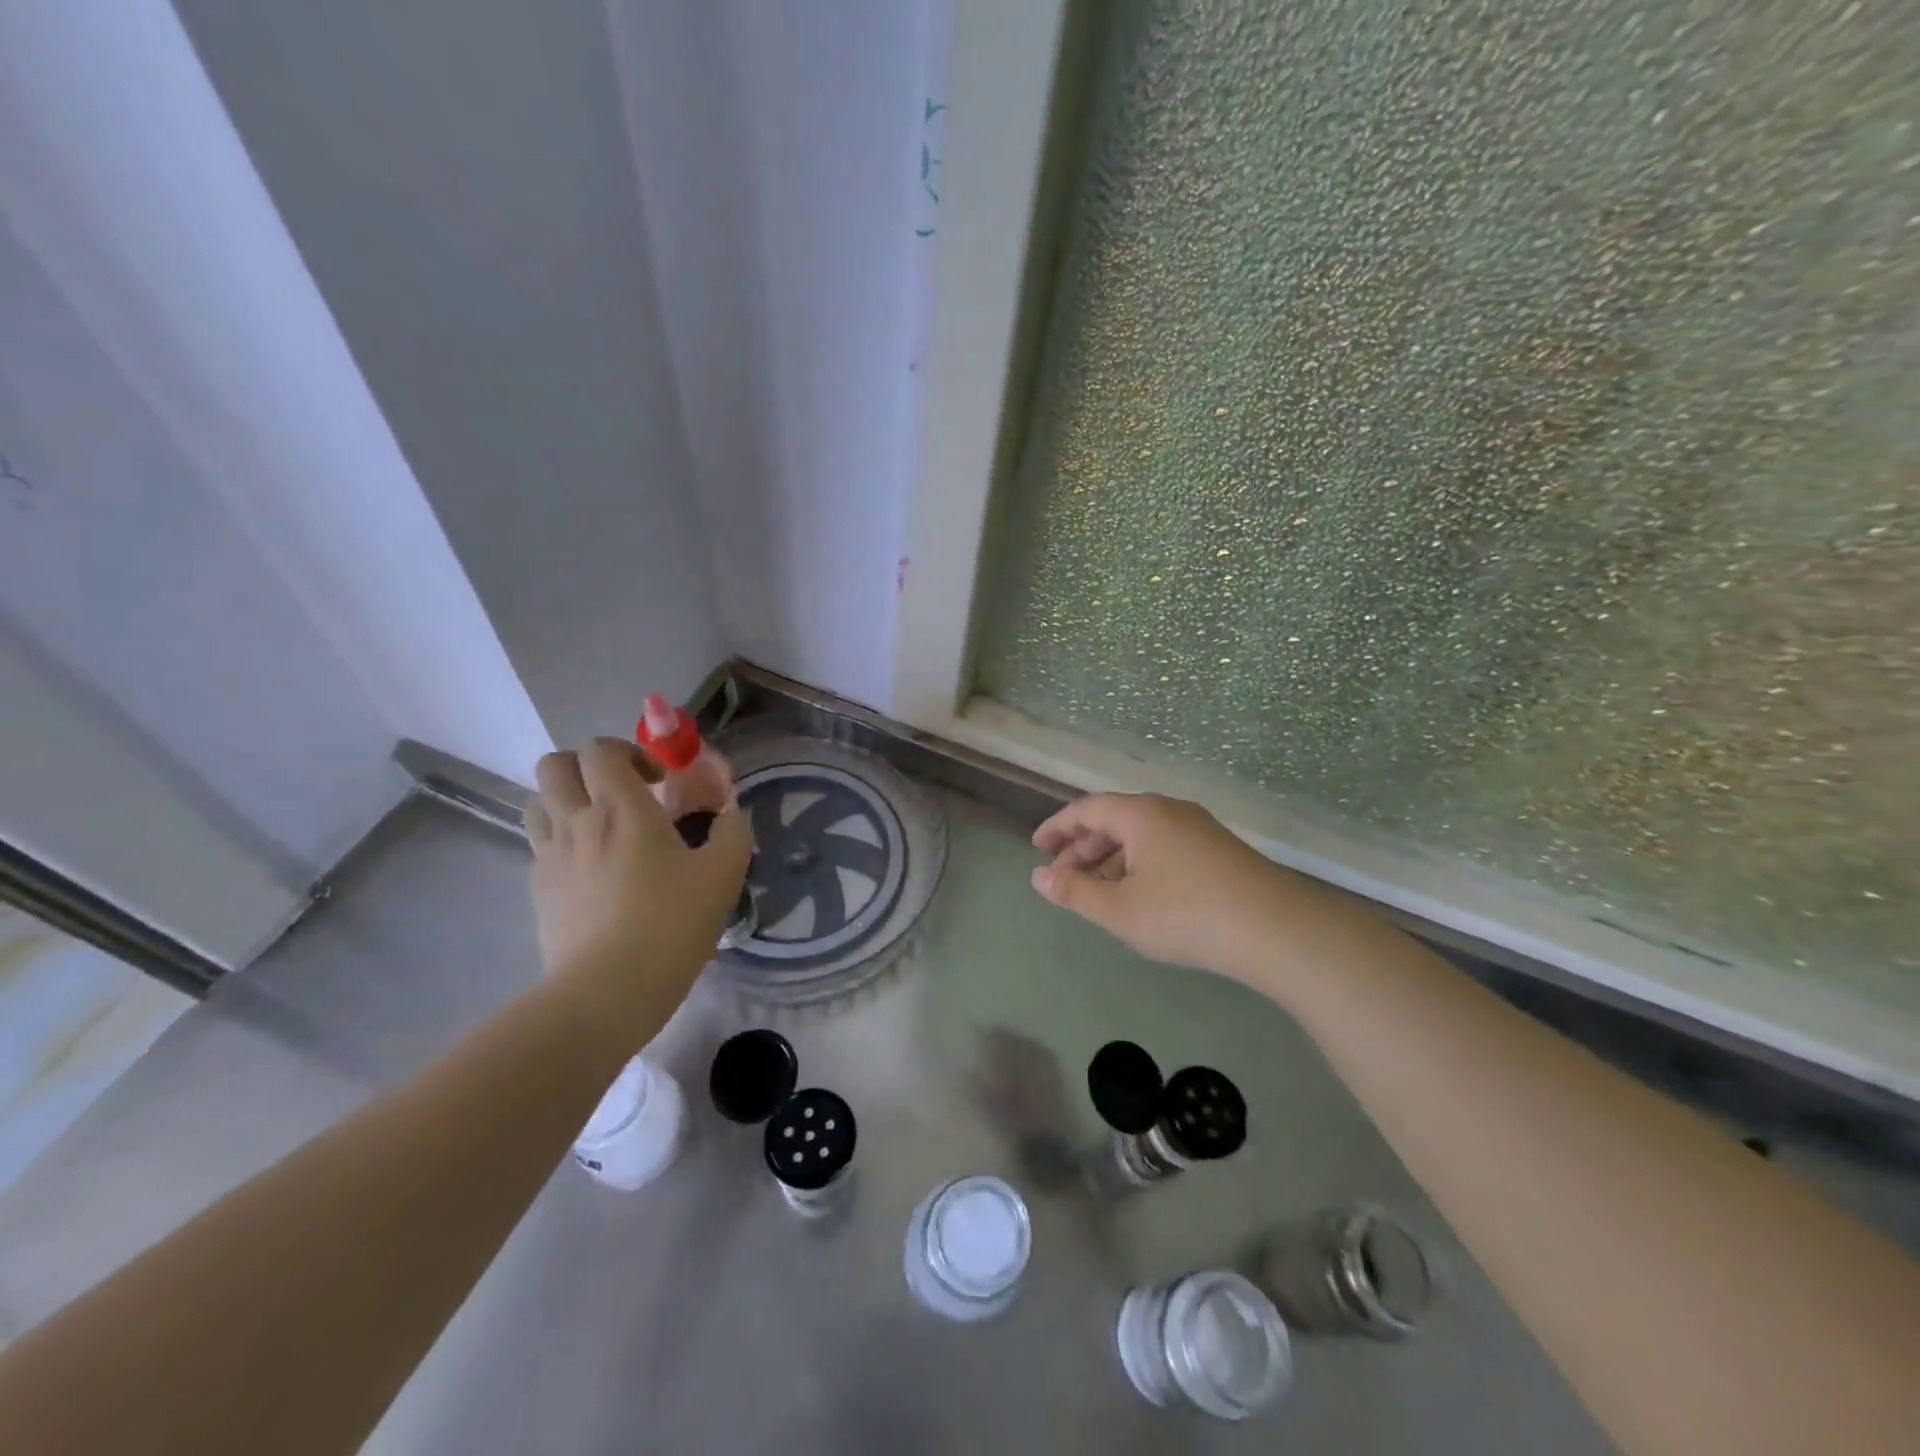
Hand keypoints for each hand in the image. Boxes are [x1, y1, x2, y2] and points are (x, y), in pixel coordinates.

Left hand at [526, 738, 750, 1025]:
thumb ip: (732, 831)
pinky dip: (562, 842)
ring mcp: (549, 857)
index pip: (600, 749)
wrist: (608, 990)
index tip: (658, 781)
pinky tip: (592, 872)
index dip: (628, 752)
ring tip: (602, 827)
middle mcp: (576, 821)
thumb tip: (730, 813)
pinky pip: (540, 846)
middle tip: (622, 793)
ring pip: (538, 802)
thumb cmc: (671, 923)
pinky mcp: (537, 891)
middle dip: (586, 767)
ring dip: (566, 801)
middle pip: (554, 765)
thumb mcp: (724, 874)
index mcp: (620, 807)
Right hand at [1030, 793, 1308, 978]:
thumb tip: (1038, 878)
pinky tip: (1138, 894)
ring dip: (1110, 859)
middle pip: (1114, 820)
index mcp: (1141, 814)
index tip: (1037, 847)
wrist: (1276, 929)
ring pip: (1141, 835)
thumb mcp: (1120, 910)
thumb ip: (1074, 893)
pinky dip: (1139, 864)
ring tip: (1095, 891)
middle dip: (1082, 848)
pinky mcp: (1219, 849)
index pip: (1086, 809)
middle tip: (1061, 877)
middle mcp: (1168, 810)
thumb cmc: (1186, 915)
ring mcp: (1198, 827)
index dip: (1057, 828)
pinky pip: (1164, 846)